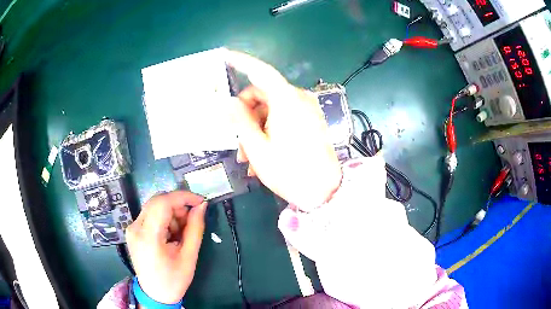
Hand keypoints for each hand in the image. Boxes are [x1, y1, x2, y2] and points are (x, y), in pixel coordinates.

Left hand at [126, 191, 206, 304]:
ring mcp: (132, 228)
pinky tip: (170, 235)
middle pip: (157, 202)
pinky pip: (150, 215)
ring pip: (154, 207)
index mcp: (148, 237)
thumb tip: (202, 206)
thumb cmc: (173, 279)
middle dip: (178, 206)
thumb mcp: (189, 257)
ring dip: (171, 214)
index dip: (183, 197)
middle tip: (191, 221)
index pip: (163, 203)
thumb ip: (195, 229)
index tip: (199, 201)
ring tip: (180, 234)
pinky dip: (164, 219)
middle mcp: (135, 228)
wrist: (155, 294)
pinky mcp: (133, 230)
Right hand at [227, 51, 341, 210]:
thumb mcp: (258, 148)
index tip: (225, 56)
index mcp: (287, 100)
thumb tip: (229, 102)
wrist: (326, 192)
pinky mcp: (311, 121)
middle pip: (263, 94)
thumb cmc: (290, 172)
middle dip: (245, 115)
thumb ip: (240, 121)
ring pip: (272, 109)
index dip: (241, 62)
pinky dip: (270, 130)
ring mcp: (307, 110)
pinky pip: (284, 118)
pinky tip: (263, 153)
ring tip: (248, 157)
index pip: (260, 71)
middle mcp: (299, 99)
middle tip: (236, 141)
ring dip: (256, 128)